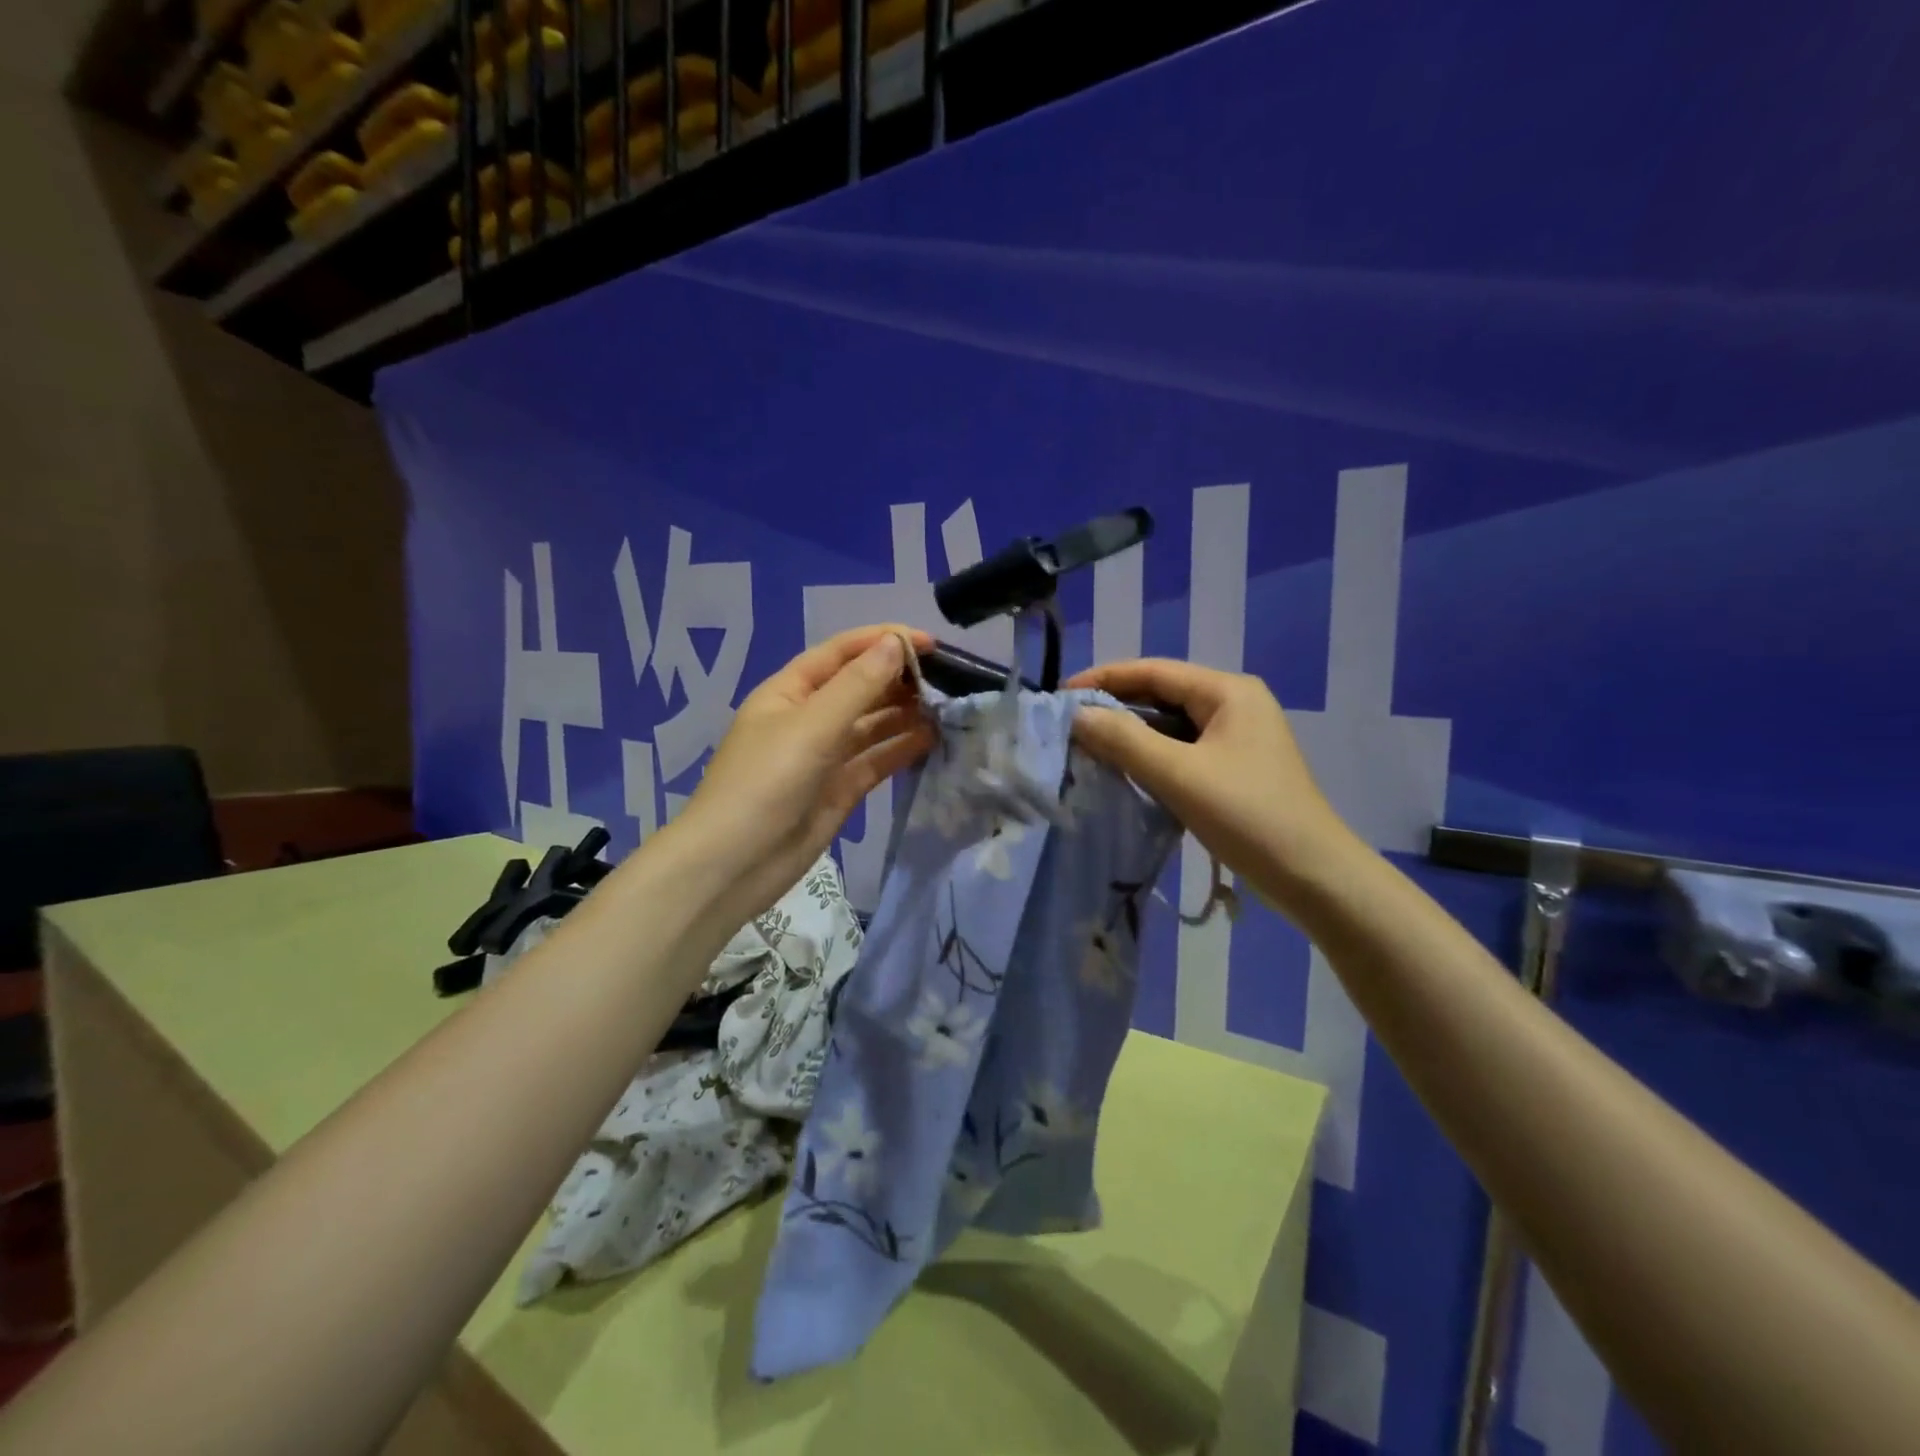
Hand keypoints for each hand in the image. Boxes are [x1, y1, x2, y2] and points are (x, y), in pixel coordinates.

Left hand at [669, 625, 934, 923]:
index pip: (842, 652)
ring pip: (872, 724)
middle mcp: (808, 718)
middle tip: (949, 679)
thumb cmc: (765, 783)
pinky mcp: (839, 789)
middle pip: (859, 686)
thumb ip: (857, 685)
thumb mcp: (811, 726)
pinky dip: (901, 748)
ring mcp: (825, 755)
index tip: (931, 644)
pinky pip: (876, 760)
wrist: (734, 866)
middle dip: (899, 678)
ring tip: (947, 707)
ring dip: (905, 713)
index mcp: (790, 691)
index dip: (884, 640)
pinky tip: (932, 739)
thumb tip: (895, 643)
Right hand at [1065, 659, 1357, 903]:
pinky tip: (1122, 772)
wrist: (1314, 877)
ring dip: (1130, 734)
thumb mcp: (1179, 774)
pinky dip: (1150, 757)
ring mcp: (1236, 739)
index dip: (1104, 678)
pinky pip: (1182, 751)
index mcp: (1227, 692)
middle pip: (1162, 695)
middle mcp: (1233, 705)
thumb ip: (1124, 740)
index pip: (1153, 671)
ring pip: (1170, 726)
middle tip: (1068, 725)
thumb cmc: (1248, 816)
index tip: (1060, 695)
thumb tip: (1076, 715)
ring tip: (1086, 747)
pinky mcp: (1234, 770)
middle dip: (1115, 707)